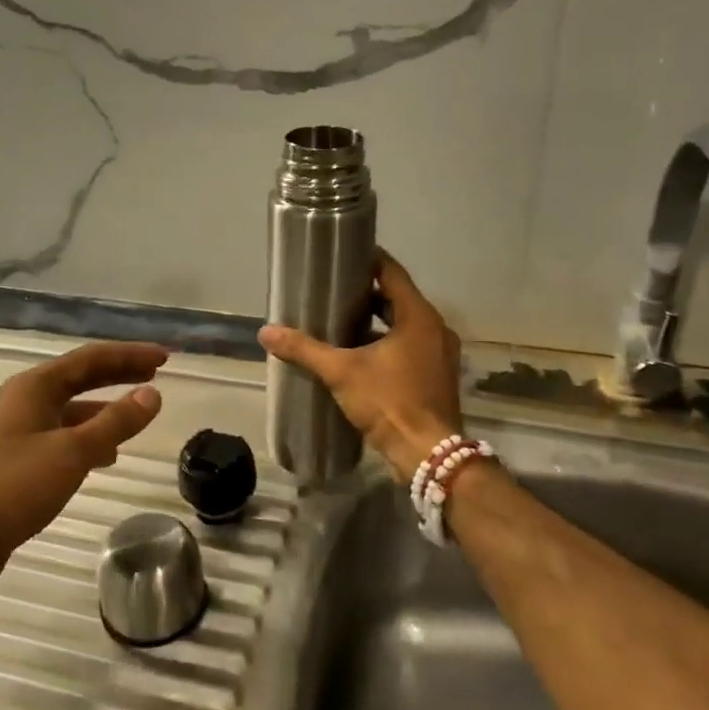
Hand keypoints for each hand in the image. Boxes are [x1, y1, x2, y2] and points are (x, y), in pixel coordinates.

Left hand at [0, 342, 166, 596]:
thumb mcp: (73, 452)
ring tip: (137, 416)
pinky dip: (89, 438)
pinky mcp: (18, 459)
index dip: (129, 355)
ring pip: (72, 409)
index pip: (91, 359)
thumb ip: (116, 422)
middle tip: (155, 373)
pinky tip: (106, 456)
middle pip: (81, 378)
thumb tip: (153, 393)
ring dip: (105, 409)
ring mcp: (19, 430)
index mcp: (35, 387)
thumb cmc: (15, 487)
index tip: (164, 357)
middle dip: (119, 374)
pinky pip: (63, 435)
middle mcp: (25, 400)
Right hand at [258, 251, 462, 481]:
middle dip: (369, 294)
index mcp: (419, 317)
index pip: (393, 273)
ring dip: (380, 321)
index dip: (369, 261)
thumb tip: (266, 332)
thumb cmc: (389, 402)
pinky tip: (363, 354)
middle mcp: (436, 328)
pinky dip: (391, 342)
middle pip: (400, 298)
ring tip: (343, 321)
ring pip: (407, 324)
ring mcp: (441, 353)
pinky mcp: (438, 376)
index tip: (344, 256)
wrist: (427, 453)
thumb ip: (305, 350)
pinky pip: (413, 346)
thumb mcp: (341, 372)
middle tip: (335, 290)